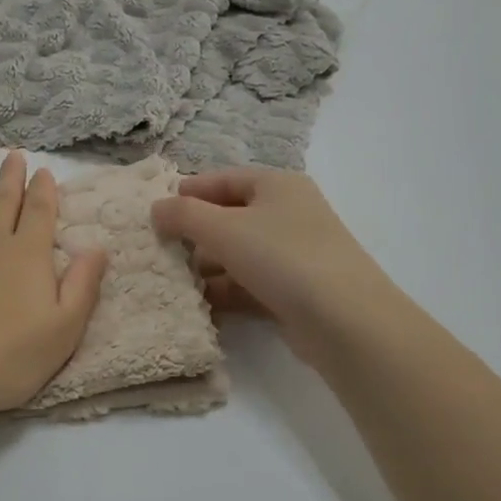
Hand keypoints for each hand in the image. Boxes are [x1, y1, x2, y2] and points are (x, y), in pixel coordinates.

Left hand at [0, 150, 108, 422]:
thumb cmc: (6, 358)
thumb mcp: (63, 331)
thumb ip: (82, 286)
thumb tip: (97, 247)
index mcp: (26, 255)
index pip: (38, 213)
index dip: (43, 191)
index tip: (44, 172)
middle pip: (1, 201)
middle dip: (10, 177)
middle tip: (13, 156)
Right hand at [151, 166, 390, 365]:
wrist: (345, 321)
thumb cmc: (282, 257)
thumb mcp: (224, 228)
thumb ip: (183, 215)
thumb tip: (156, 209)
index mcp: (277, 185)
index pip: (223, 179)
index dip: (189, 192)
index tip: (156, 211)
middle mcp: (288, 214)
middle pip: (229, 216)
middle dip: (194, 233)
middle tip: (158, 248)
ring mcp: (293, 254)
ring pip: (238, 253)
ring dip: (206, 265)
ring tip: (171, 279)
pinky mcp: (293, 291)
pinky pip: (249, 283)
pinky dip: (224, 290)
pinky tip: (197, 304)